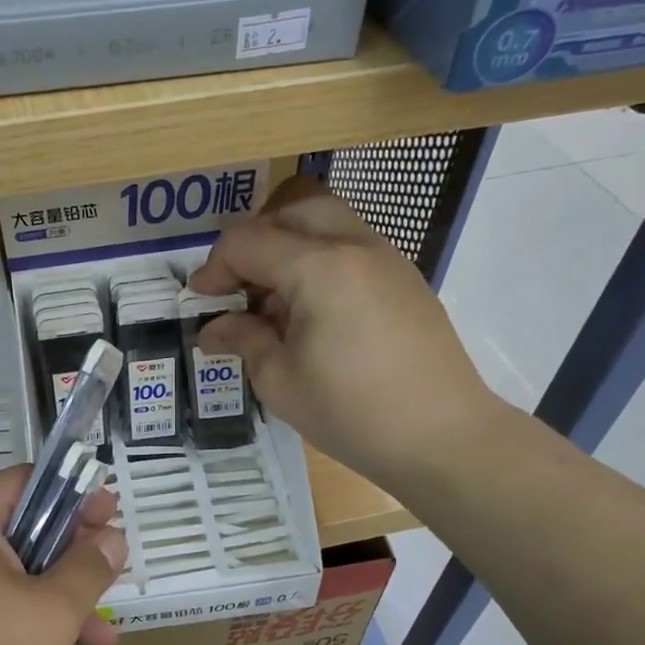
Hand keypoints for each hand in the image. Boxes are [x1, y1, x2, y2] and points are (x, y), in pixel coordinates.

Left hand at [0, 465, 127, 644]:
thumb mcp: (50, 611)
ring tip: (105, 640)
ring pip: (13, 578)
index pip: (27, 481)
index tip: (110, 514)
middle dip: (74, 556)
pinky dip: (28, 624)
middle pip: (24, 530)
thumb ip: (87, 570)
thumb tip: (112, 538)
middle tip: (113, 572)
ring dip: (59, 600)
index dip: (74, 493)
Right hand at [188, 175, 499, 492]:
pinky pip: (352, 246)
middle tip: (239, 286)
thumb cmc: (352, 412)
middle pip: (291, 208)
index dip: (213, 267)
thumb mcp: (280, 381)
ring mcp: (387, 258)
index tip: (200, 301)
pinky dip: (320, 261)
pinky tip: (314, 313)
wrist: (443, 436)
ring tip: (276, 301)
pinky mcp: (405, 279)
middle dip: (254, 239)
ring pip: (326, 221)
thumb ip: (242, 340)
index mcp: (319, 267)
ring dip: (290, 246)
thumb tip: (212, 328)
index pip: (248, 241)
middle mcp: (355, 246)